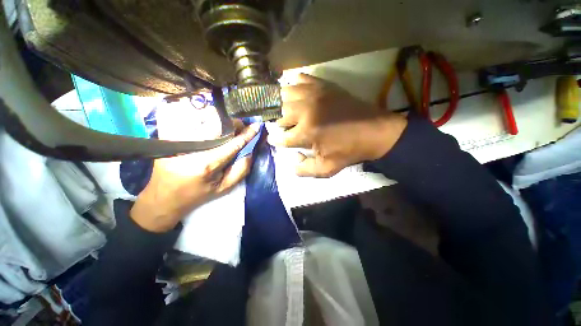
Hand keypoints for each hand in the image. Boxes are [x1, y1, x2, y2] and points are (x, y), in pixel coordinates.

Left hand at [131, 121, 259, 232]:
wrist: (163, 198)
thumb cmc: (197, 195)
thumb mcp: (225, 188)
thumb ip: (242, 169)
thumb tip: (250, 150)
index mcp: (207, 164)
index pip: (233, 143)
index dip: (247, 134)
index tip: (257, 126)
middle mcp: (192, 148)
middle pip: (218, 125)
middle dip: (234, 124)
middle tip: (241, 127)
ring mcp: (177, 139)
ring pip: (204, 119)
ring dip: (221, 120)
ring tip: (228, 126)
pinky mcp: (168, 136)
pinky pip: (189, 119)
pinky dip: (204, 119)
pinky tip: (211, 125)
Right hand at [272, 74, 407, 176]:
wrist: (374, 131)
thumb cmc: (349, 151)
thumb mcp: (327, 169)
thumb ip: (304, 170)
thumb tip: (291, 162)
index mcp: (306, 132)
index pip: (281, 137)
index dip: (276, 140)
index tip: (274, 140)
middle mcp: (305, 111)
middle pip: (279, 114)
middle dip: (277, 122)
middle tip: (280, 126)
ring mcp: (314, 94)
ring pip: (285, 94)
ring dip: (280, 103)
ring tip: (282, 110)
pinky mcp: (323, 85)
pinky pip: (301, 79)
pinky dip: (294, 85)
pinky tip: (294, 92)